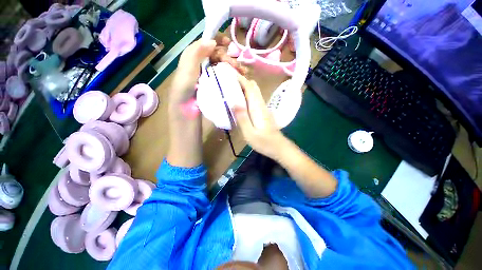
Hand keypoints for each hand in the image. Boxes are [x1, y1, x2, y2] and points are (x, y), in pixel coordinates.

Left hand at [169, 34, 246, 107]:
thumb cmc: (184, 88)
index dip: (218, 41)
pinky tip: (240, 77)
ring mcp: (210, 75)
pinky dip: (233, 75)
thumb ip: (197, 53)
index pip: (208, 44)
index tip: (229, 44)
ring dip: (233, 66)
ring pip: (223, 65)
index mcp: (195, 56)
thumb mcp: (187, 69)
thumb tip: (212, 41)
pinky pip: (225, 76)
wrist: (186, 109)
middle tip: (235, 66)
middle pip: (218, 55)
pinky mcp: (216, 84)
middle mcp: (203, 64)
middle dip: (228, 57)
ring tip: (242, 72)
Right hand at [234, 74, 288, 159]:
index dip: (240, 79)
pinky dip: (246, 96)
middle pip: (253, 87)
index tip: (229, 73)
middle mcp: (261, 104)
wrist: (279, 147)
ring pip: (254, 92)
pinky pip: (254, 99)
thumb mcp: (250, 133)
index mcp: (257, 107)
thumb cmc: (264, 142)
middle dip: (241, 81)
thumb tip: (234, 101)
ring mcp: (263, 108)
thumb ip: (242, 117)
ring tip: (231, 88)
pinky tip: (239, 101)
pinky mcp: (262, 113)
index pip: (249, 87)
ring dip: (243, 87)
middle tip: (228, 81)